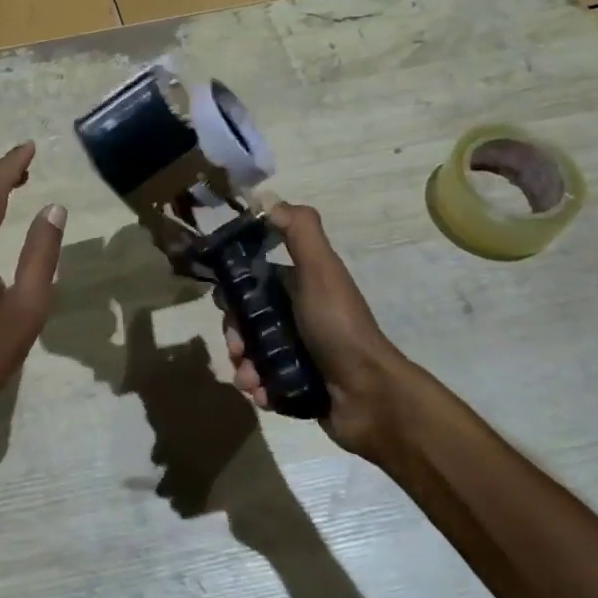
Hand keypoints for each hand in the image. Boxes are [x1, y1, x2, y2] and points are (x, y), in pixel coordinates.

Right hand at [221, 202, 411, 456]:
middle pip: (247, 319)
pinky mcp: (297, 386)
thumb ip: (299, 231)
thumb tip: (267, 200)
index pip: (252, 281)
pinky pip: (263, 383)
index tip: (226, 304)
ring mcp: (298, 353)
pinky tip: (260, 394)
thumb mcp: (320, 269)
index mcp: (300, 285)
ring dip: (242, 365)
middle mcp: (297, 316)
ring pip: (251, 353)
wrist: (371, 397)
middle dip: (235, 334)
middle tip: (237, 349)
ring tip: (249, 379)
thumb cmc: (339, 326)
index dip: (234, 290)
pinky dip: (256, 387)